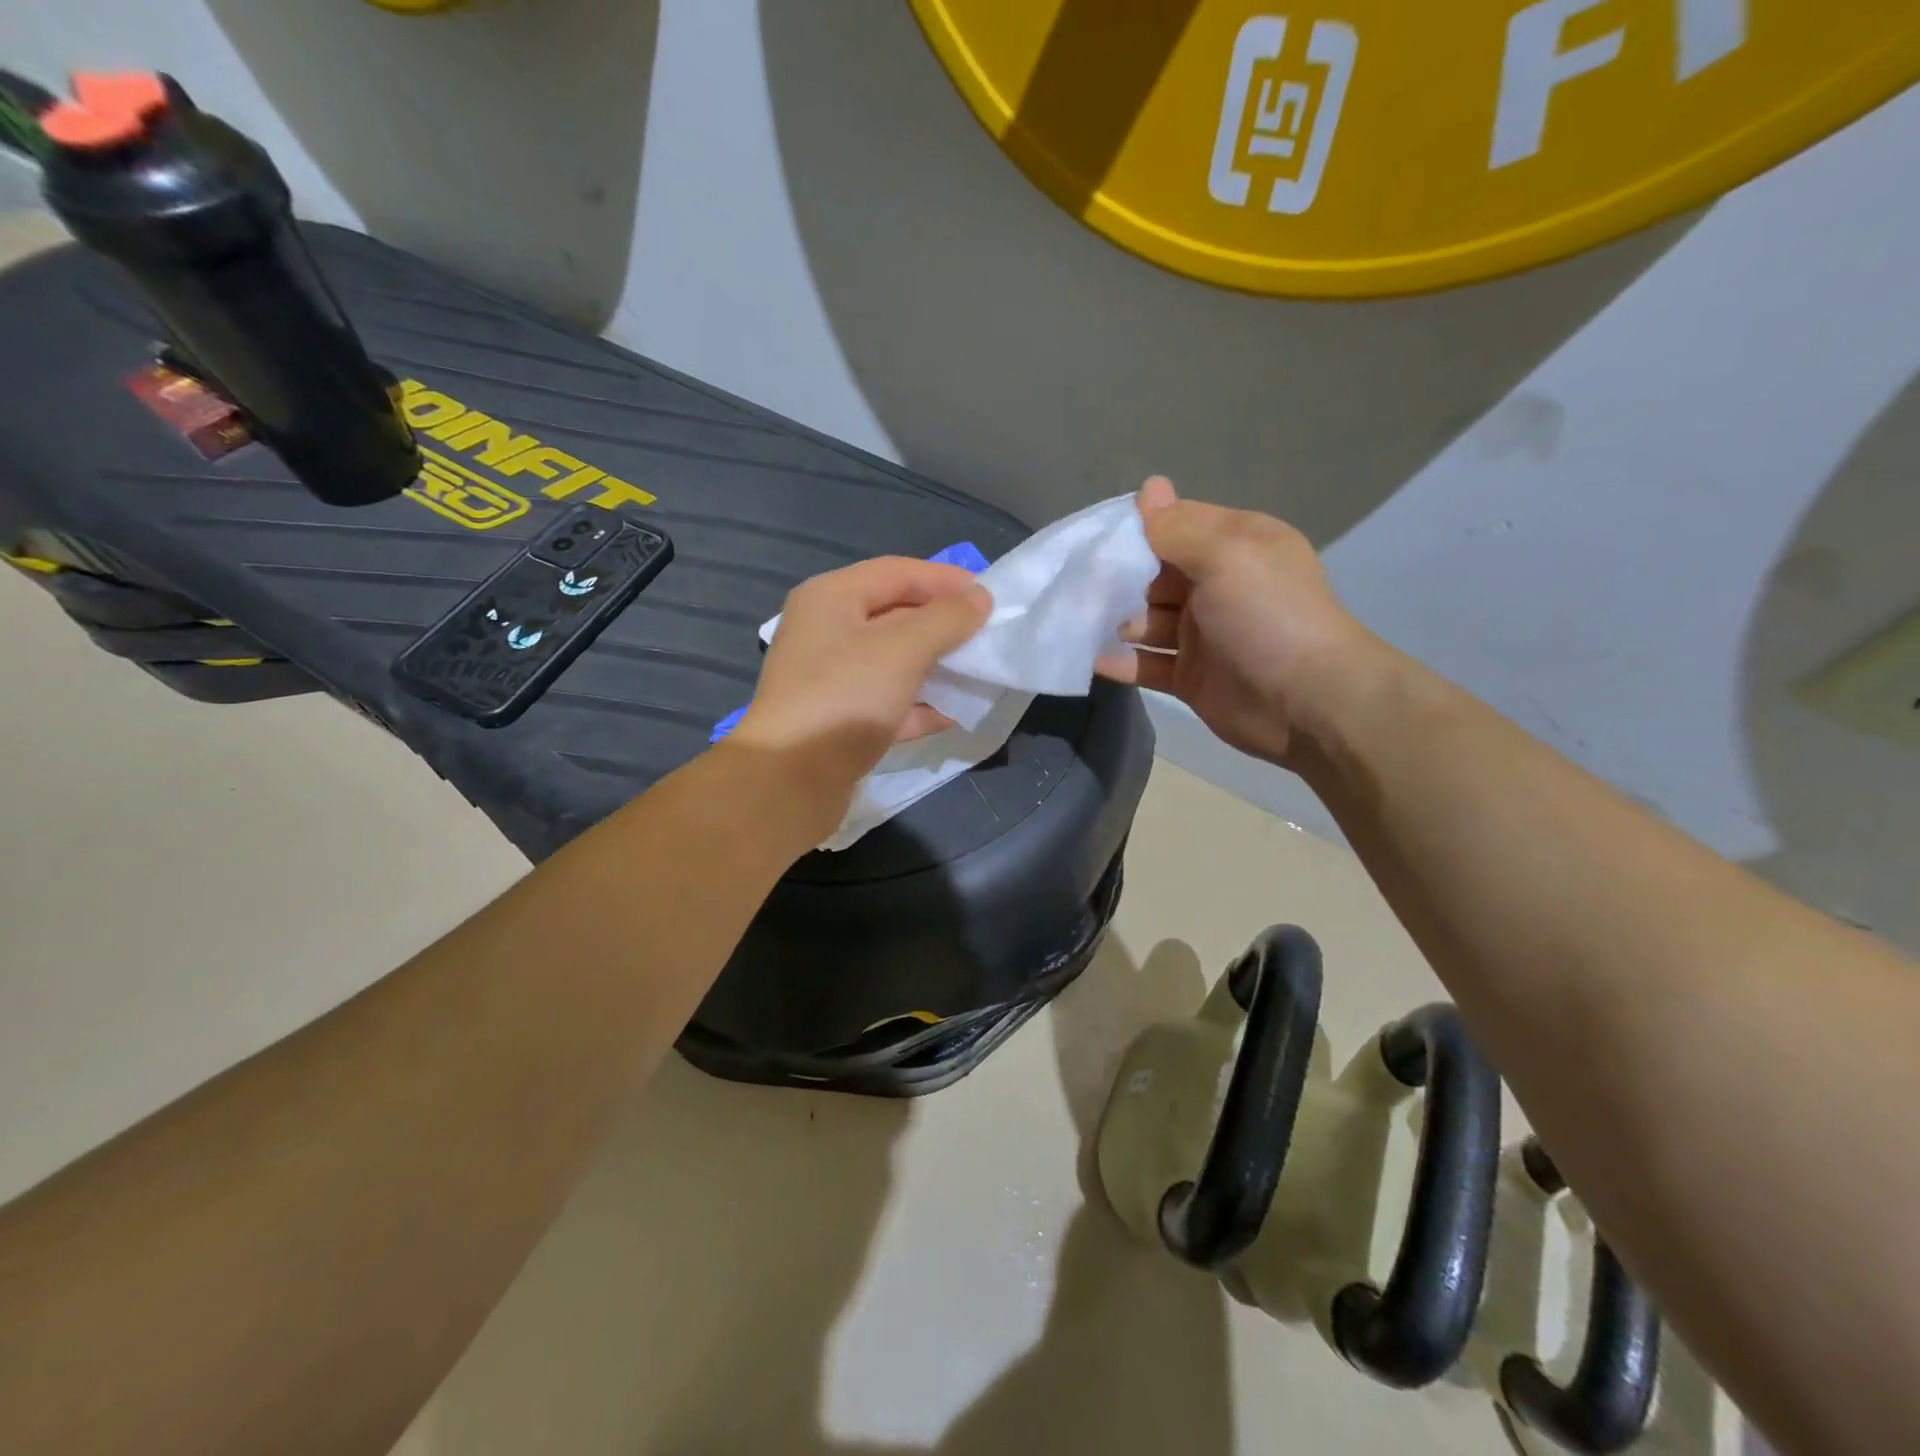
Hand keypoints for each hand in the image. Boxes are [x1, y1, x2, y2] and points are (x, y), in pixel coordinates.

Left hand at [729, 556, 989, 819]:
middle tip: (987, 634)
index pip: (897, 572)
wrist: (790, 780)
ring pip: (894, 662)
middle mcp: (827, 631)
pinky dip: (919, 706)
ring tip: (978, 671)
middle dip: (943, 624)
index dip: (945, 580)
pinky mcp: (840, 721)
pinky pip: (889, 702)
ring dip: (936, 666)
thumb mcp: (903, 649)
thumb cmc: (845, 698)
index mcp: (832, 597)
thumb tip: (979, 598)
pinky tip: (954, 714)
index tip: (990, 596)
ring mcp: (831, 679)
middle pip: (895, 615)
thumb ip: (946, 619)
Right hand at [1102, 477, 1375, 767]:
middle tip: (1078, 586)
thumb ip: (1178, 528)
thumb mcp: (1225, 556)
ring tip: (1080, 622)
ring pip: (1147, 620)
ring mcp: (1203, 634)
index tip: (1094, 539)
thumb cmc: (1267, 616)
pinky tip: (1091, 659)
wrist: (1307, 703)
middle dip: (1118, 578)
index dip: (1137, 530)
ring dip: (1116, 620)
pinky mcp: (1191, 676)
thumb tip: (1148, 487)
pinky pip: (1148, 664)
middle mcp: (1217, 585)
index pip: (1176, 525)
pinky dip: (1122, 662)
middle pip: (1155, 574)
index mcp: (1234, 546)